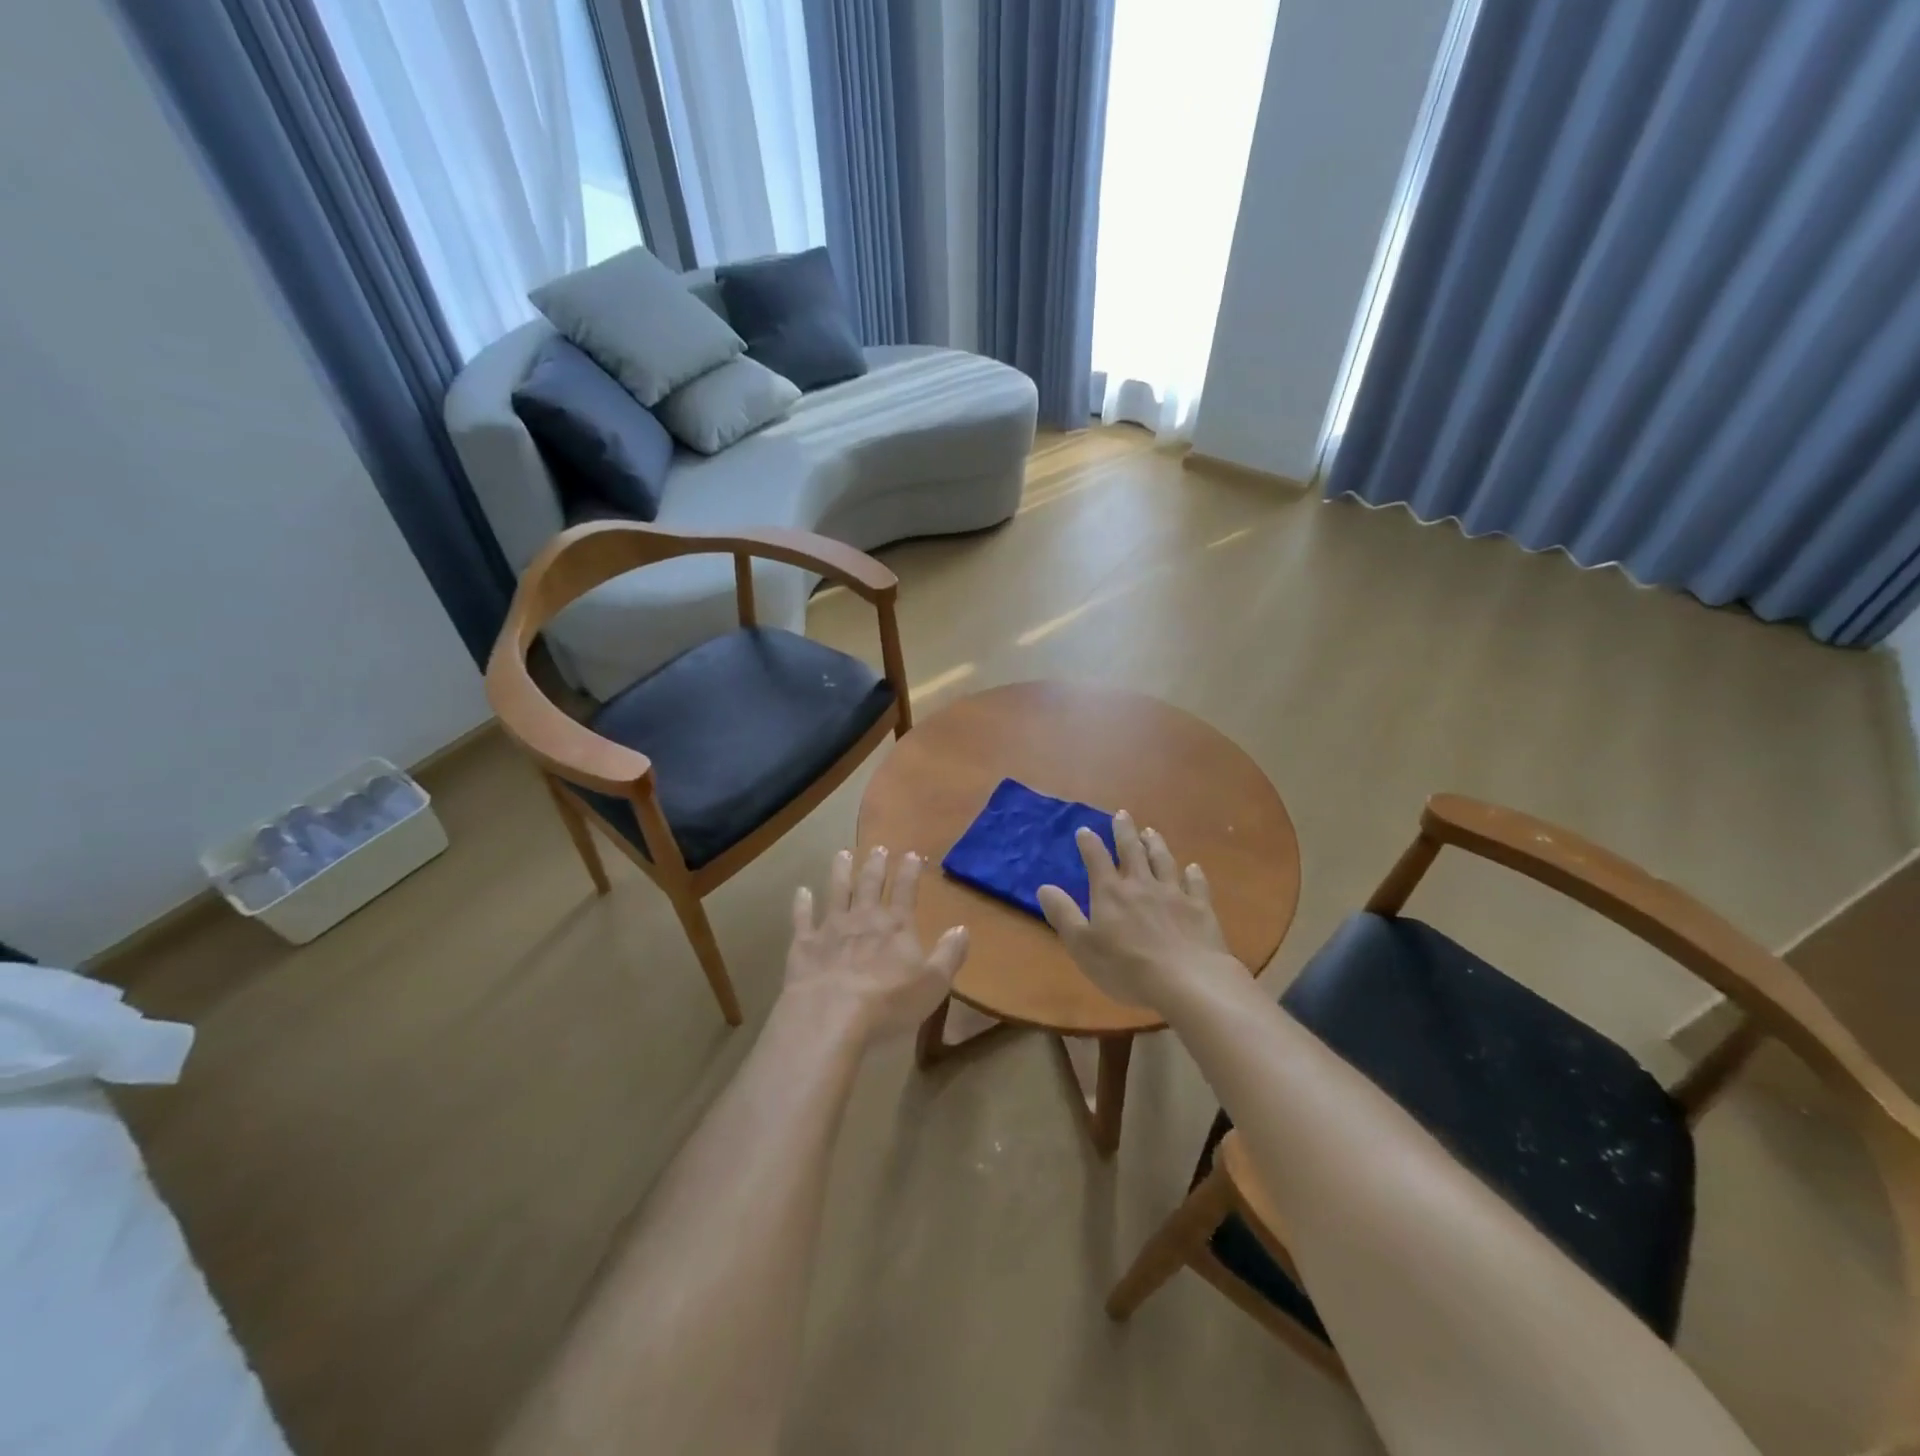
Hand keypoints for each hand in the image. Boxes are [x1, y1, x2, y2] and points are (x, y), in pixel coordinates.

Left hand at [783, 848, 969, 1040]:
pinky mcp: (804, 945)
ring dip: (840, 872)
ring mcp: (831, 928)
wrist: (831, 1016)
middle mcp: (864, 919)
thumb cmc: (889, 1003)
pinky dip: (801, 903)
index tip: (912, 855)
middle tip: (878, 848)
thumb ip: (949, 955)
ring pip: (837, 892)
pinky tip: (801, 891)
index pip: (906, 891)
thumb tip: (962, 928)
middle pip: (870, 885)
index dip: (910, 872)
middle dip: (875, 865)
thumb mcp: (933, 984)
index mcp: (896, 927)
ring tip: (842, 854)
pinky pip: (802, 918)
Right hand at [1037, 811, 1239, 1010]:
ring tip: (1151, 832)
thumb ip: (1063, 914)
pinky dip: (1193, 874)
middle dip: (1124, 831)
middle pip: (1132, 851)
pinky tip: (1193, 867)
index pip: (1096, 859)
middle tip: (1122, 814)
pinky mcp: (1200, 908)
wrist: (1187, 981)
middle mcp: (1141, 885)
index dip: (1089, 843)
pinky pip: (1196, 884)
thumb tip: (1044, 887)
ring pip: (1163, 861)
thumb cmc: (1126, 968)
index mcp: (1110, 893)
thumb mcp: (1082, 945)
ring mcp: (1174, 894)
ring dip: (1156, 844)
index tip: (1084, 830)